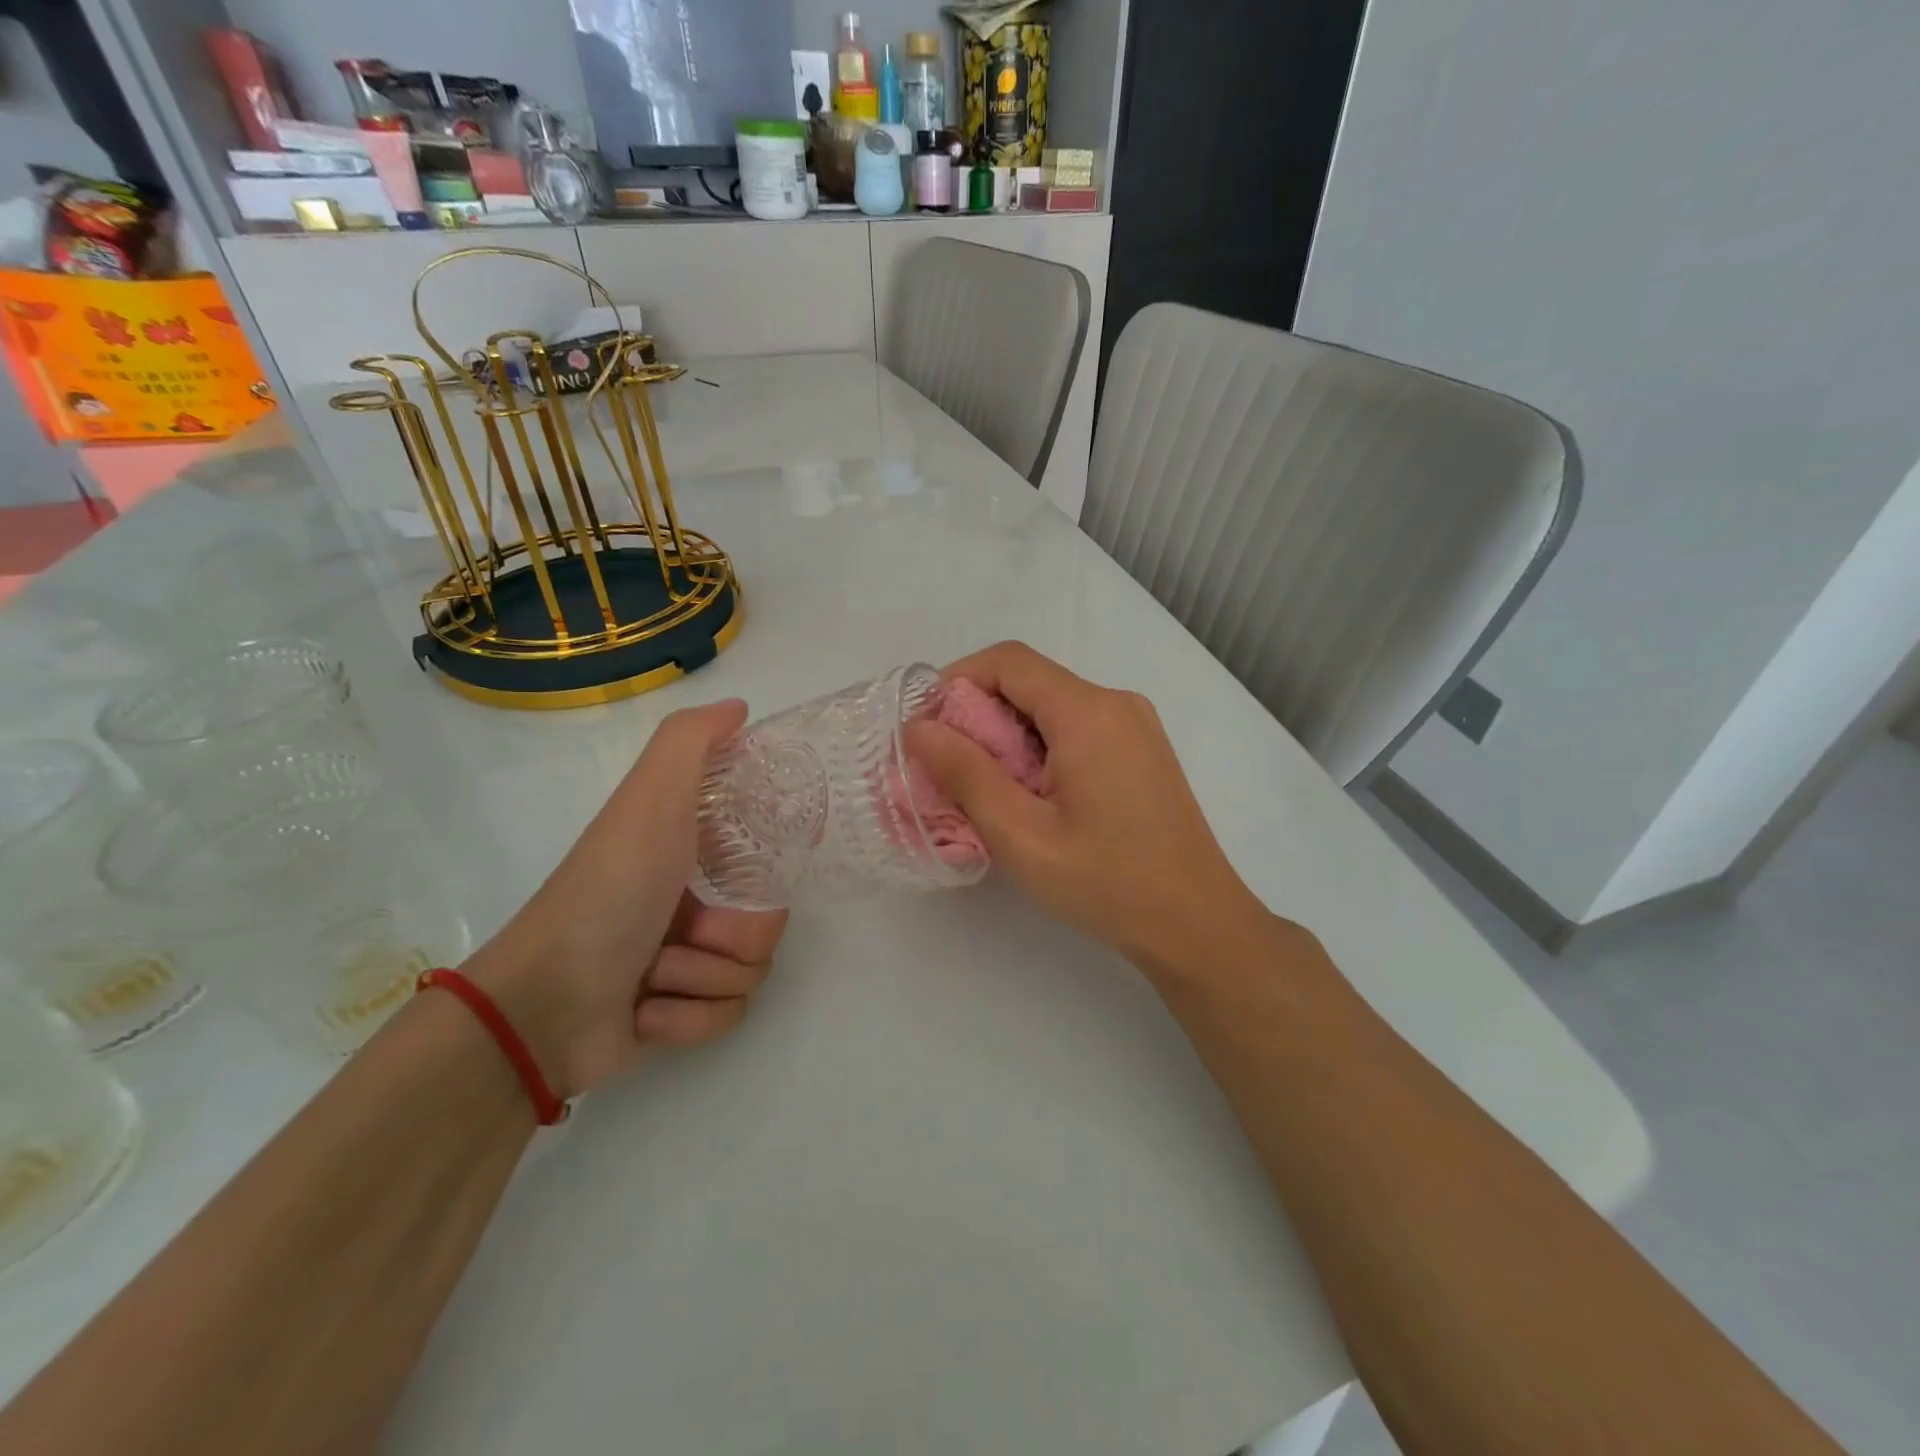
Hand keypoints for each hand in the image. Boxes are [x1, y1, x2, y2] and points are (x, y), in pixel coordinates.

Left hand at [464, 700, 786, 1099]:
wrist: (544, 1003)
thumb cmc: (608, 892)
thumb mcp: (649, 801)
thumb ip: (691, 743)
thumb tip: (740, 708)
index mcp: (693, 854)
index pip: (770, 861)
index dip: (766, 871)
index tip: (744, 875)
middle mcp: (696, 903)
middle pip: (769, 923)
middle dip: (731, 936)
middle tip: (685, 932)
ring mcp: (689, 963)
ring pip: (752, 972)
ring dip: (702, 978)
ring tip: (654, 976)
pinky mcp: (681, 1017)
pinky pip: (727, 1017)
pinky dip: (688, 1020)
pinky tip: (646, 1013)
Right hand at [904, 642, 1267, 973]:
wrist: (1197, 924)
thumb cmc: (1107, 882)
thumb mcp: (1021, 834)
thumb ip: (965, 774)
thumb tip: (920, 728)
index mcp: (1088, 712)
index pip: (1008, 661)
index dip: (957, 681)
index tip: (927, 727)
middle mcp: (1116, 703)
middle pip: (1030, 683)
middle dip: (979, 716)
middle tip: (947, 770)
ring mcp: (1136, 727)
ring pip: (1052, 708)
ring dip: (1008, 737)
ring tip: (984, 791)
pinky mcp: (1142, 751)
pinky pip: (1077, 730)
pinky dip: (1040, 750)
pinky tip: (1030, 798)